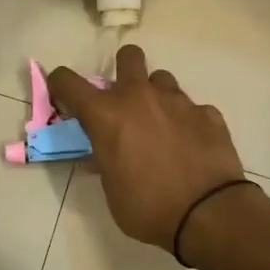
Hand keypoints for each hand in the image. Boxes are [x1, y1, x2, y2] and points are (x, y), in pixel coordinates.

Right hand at [47, 44, 247, 250]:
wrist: (208, 214)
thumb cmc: (148, 207)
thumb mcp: (111, 190)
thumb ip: (104, 161)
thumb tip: (102, 153)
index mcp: (107, 114)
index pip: (68, 81)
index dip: (61, 85)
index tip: (65, 99)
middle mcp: (140, 96)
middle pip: (128, 56)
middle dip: (123, 70)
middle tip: (124, 99)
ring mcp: (177, 101)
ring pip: (162, 79)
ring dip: (156, 96)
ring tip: (161, 125)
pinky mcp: (208, 113)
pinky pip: (192, 107)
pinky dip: (186, 121)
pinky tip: (190, 144)